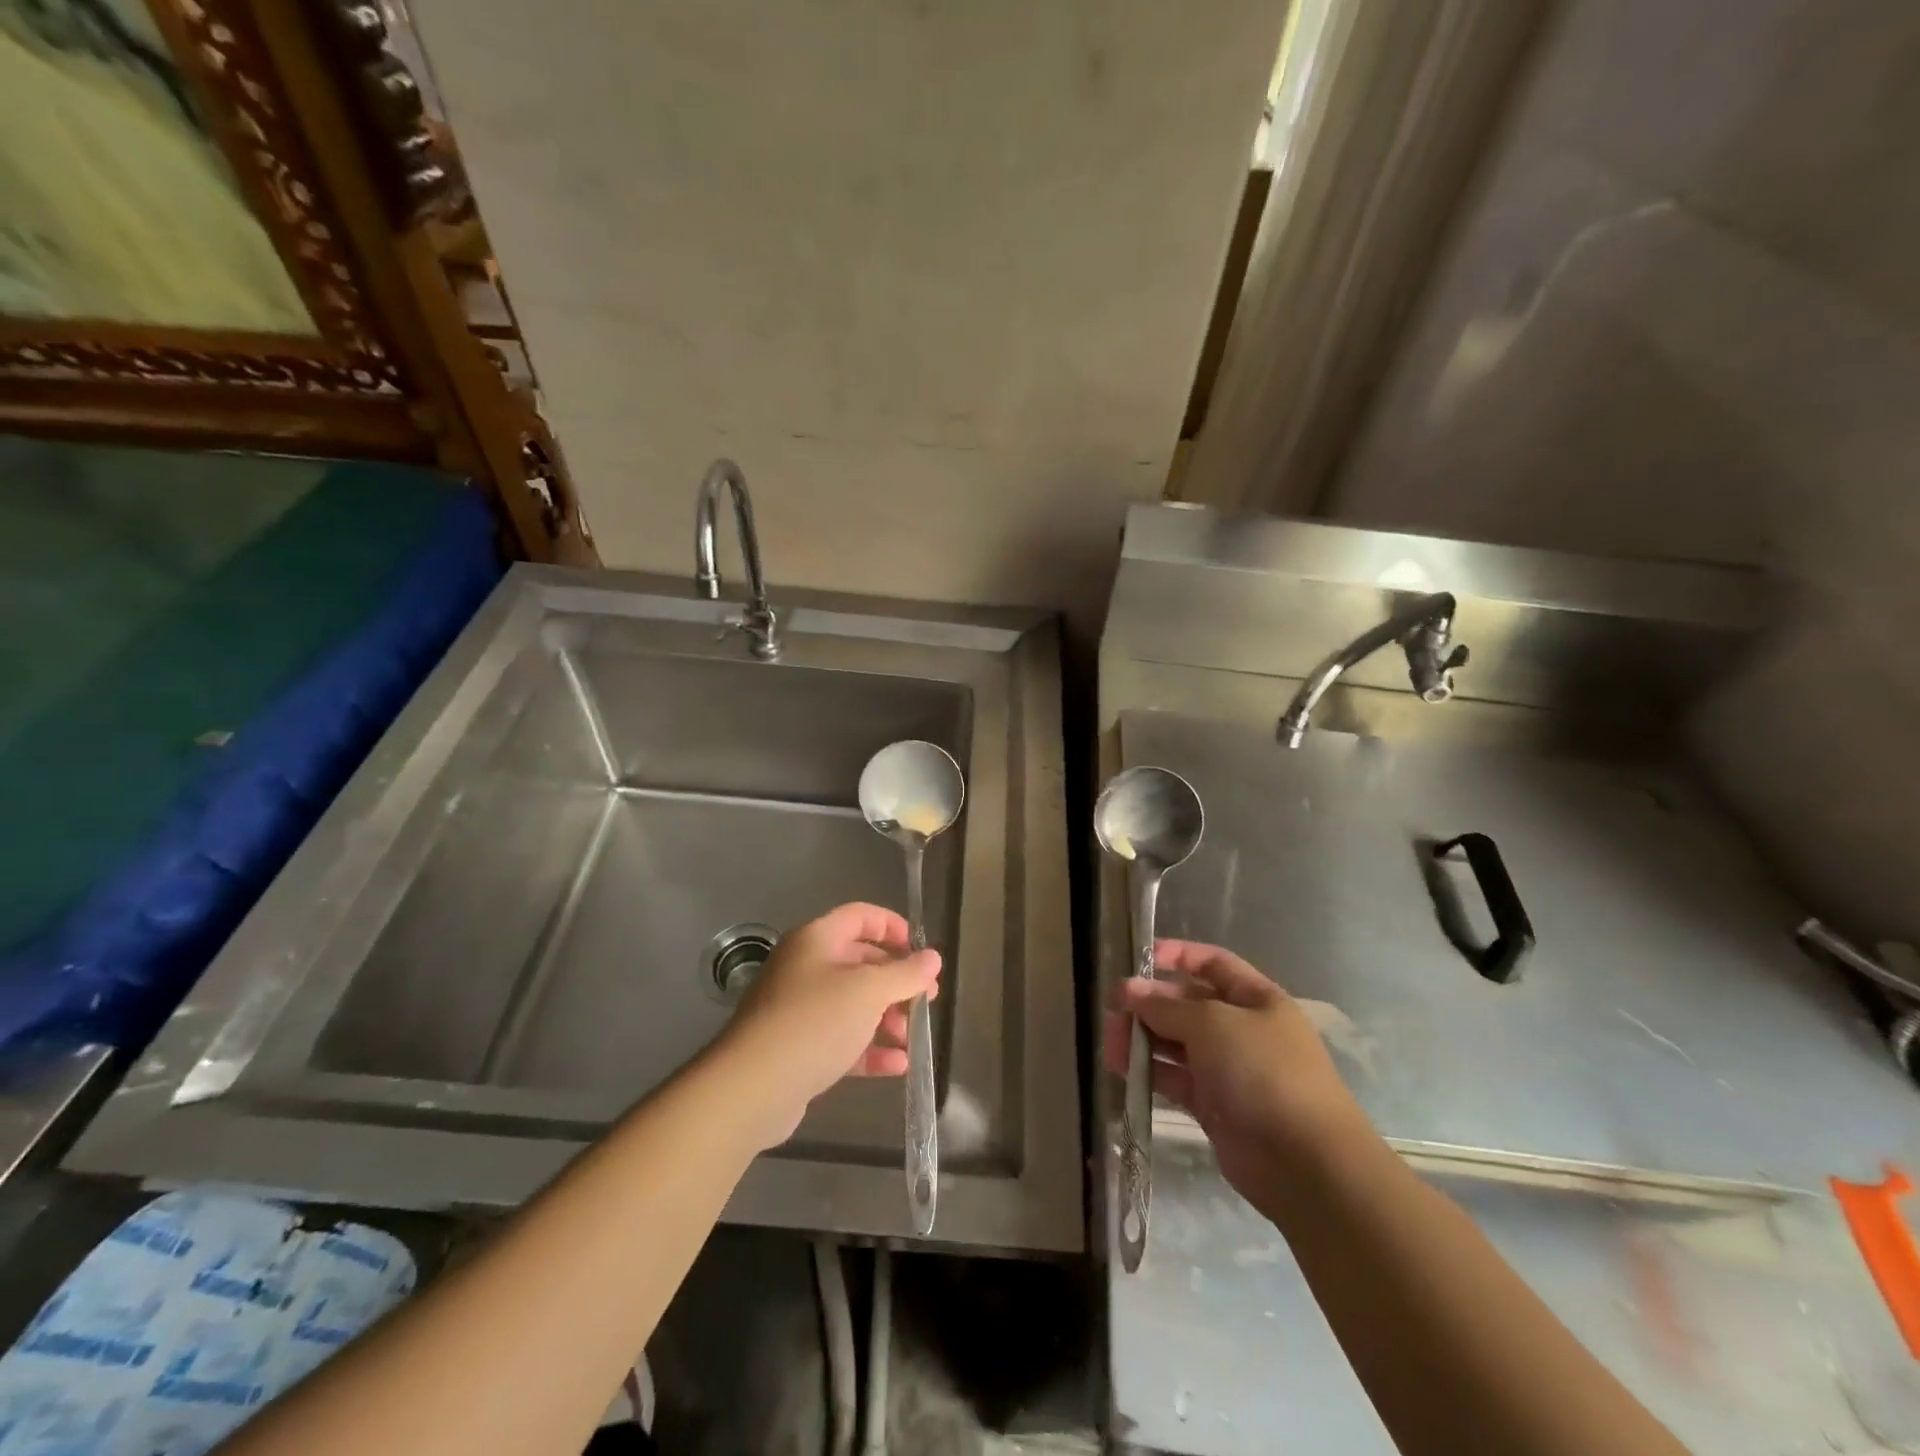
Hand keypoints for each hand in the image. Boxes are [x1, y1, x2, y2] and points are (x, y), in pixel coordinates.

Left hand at [715, 903, 939, 1148]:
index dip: (893, 927)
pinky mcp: (798, 1049)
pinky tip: (897, 1065)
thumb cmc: (815, 1022)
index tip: (921, 951)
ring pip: (853, 1004)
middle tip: (927, 1000)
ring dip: (887, 1018)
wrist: (752, 1087)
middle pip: (860, 962)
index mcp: (816, 940)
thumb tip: (933, 958)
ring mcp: (799, 1010)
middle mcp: (805, 968)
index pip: (860, 916)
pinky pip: (841, 1040)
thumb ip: (905, 973)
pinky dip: (869, 1049)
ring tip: (913, 1038)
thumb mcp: (868, 991)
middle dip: (896, 981)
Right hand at [1104, 940, 1372, 1205]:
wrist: (1305, 1163)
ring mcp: (1229, 1069)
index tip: (1138, 959)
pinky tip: (1123, 1070)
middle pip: (1188, 1004)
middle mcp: (1243, 1029)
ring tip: (1110, 1042)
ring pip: (1177, 1043)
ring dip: (1143, 1038)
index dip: (1177, 956)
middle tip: (1112, 1010)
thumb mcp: (1212, 1023)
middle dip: (1150, 1003)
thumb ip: (1166, 1006)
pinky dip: (1150, 1072)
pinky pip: (1176, 1079)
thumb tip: (1128, 990)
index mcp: (1256, 999)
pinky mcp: (1214, 1106)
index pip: (1212, 963)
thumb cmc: (1264, 1072)